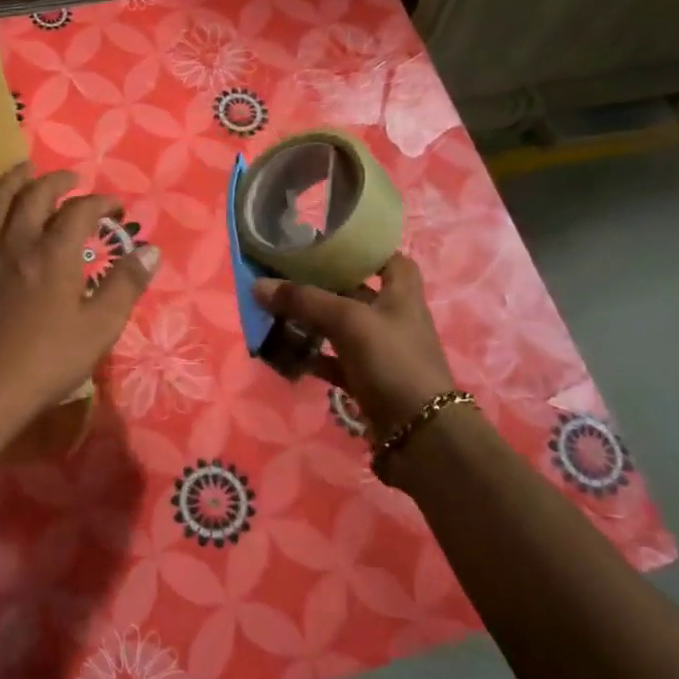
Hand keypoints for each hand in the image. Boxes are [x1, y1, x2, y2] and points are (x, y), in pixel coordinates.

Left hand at [0, 162, 157, 442]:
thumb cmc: (46, 363)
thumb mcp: (99, 329)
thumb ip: (125, 285)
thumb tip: (150, 250)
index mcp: (53, 254)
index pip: (80, 211)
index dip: (101, 202)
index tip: (116, 207)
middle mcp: (14, 243)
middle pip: (34, 195)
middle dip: (57, 182)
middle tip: (72, 181)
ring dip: (13, 181)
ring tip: (24, 172)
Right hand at [253, 254, 454, 438]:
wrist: (420, 434)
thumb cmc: (393, 362)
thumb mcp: (349, 321)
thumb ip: (304, 301)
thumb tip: (258, 285)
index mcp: (401, 294)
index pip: (388, 259)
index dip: (363, 250)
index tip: (326, 244)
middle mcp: (392, 318)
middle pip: (354, 292)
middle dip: (321, 286)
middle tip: (284, 277)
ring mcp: (379, 352)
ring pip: (339, 328)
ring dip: (310, 322)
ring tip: (274, 313)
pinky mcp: (366, 380)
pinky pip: (332, 362)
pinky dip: (310, 357)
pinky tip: (284, 354)